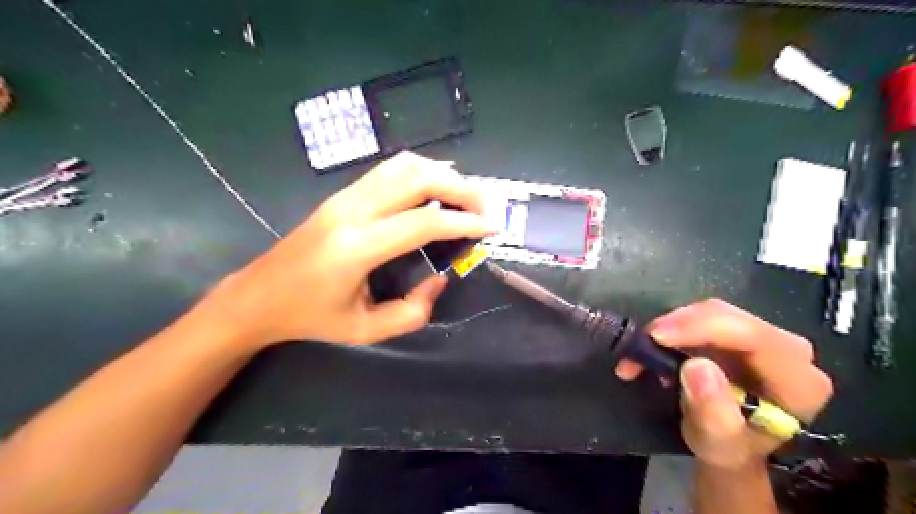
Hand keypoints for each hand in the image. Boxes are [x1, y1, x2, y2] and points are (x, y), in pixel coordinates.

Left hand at [205, 150, 497, 347]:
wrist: (257, 296)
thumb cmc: (310, 318)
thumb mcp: (365, 330)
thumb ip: (411, 311)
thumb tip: (440, 278)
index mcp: (356, 248)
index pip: (423, 222)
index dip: (464, 222)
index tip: (492, 227)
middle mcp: (351, 211)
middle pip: (416, 179)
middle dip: (460, 188)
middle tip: (485, 206)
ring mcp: (343, 197)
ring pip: (402, 165)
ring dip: (441, 174)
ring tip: (466, 194)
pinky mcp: (341, 194)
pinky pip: (388, 170)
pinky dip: (420, 172)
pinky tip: (435, 186)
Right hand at [610, 298, 835, 471]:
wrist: (728, 445)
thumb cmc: (728, 448)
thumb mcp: (717, 441)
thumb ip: (712, 409)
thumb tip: (696, 366)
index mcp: (797, 381)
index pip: (754, 338)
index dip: (703, 329)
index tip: (657, 336)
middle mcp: (787, 351)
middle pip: (729, 318)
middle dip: (679, 326)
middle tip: (642, 342)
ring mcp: (761, 337)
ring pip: (710, 313)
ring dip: (670, 327)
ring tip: (641, 351)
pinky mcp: (737, 333)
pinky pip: (701, 318)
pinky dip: (672, 329)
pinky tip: (654, 348)